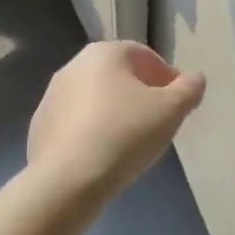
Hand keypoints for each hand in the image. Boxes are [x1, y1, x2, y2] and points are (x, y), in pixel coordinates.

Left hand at [27, 42, 205, 200]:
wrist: (67, 181)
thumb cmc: (125, 135)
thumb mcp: (172, 110)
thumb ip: (189, 89)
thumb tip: (194, 78)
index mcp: (105, 53)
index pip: (145, 56)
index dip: (167, 78)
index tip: (177, 105)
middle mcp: (74, 65)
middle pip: (118, 75)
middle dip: (140, 94)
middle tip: (157, 123)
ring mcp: (51, 96)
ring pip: (95, 99)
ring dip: (115, 112)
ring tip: (131, 143)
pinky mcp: (39, 126)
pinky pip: (76, 123)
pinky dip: (92, 131)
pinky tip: (103, 156)